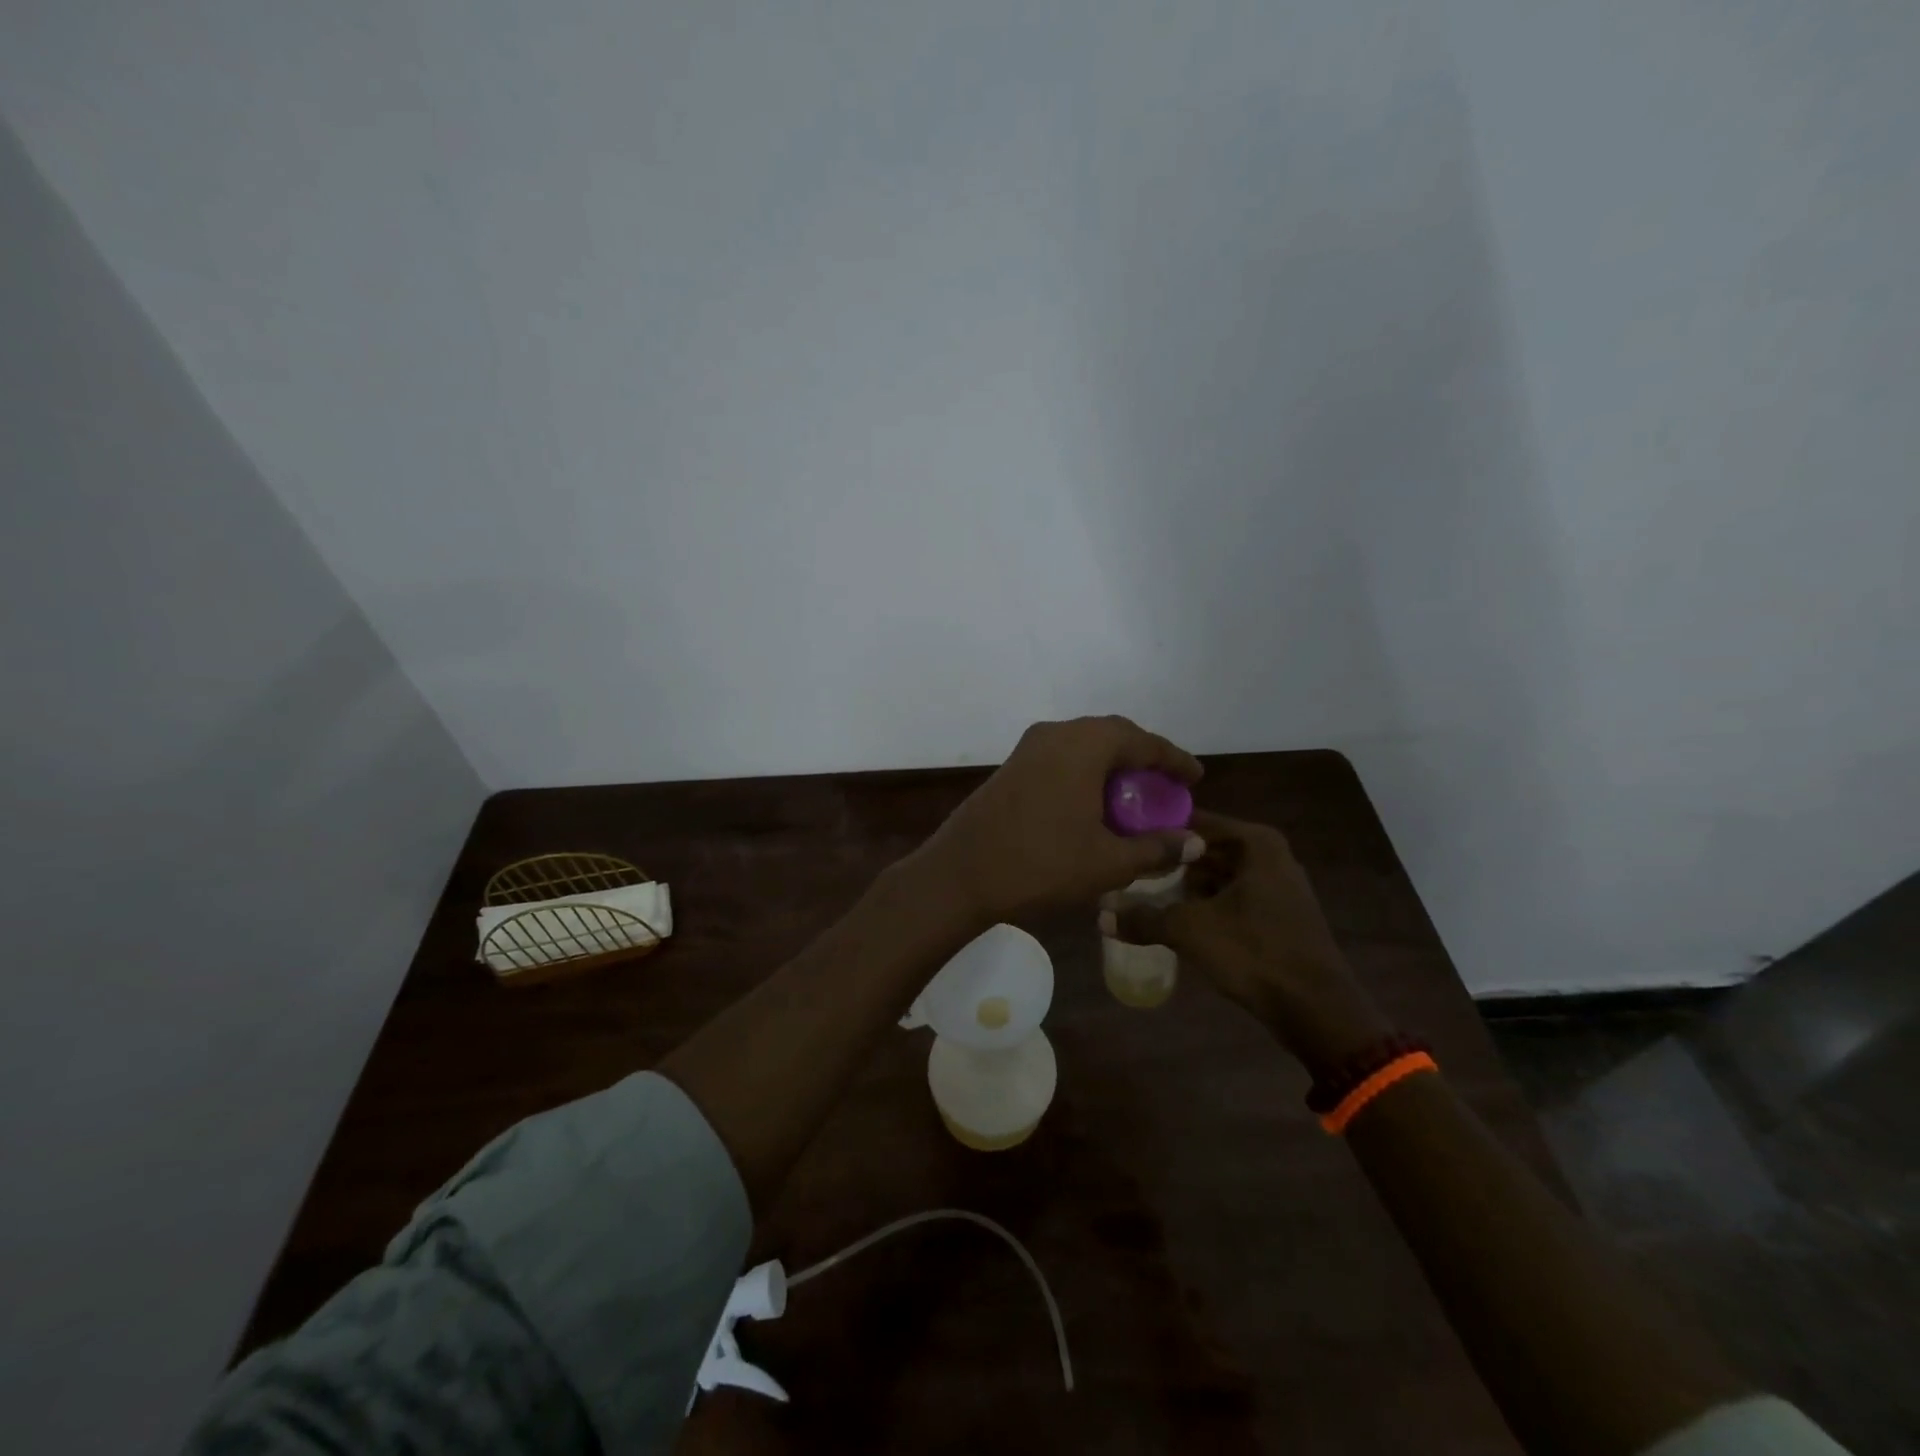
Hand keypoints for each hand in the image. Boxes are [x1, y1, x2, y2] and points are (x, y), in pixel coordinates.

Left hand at [914, 716, 1204, 924]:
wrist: (960, 873)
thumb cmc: (1041, 863)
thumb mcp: (1107, 862)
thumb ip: (1156, 848)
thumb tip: (1194, 843)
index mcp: (1085, 745)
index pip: (1143, 741)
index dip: (1174, 759)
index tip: (1196, 778)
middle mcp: (1057, 733)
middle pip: (1113, 735)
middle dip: (1143, 756)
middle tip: (1165, 784)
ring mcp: (1029, 747)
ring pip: (1084, 745)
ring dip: (1112, 764)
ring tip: (1133, 794)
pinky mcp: (1012, 766)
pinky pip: (1062, 757)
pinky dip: (1086, 772)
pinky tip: (1093, 803)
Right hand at [1103, 811, 1390, 1075]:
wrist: (1318, 1010)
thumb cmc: (1255, 953)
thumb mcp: (1190, 930)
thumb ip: (1143, 917)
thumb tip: (1099, 914)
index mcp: (1255, 843)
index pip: (1193, 822)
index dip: (1158, 832)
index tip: (1123, 841)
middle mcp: (1270, 855)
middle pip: (1205, 850)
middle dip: (1169, 864)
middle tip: (1127, 873)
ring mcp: (1278, 885)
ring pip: (1218, 876)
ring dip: (1184, 888)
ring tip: (1143, 897)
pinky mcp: (1279, 914)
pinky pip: (1232, 898)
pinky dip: (1205, 905)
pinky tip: (1176, 920)